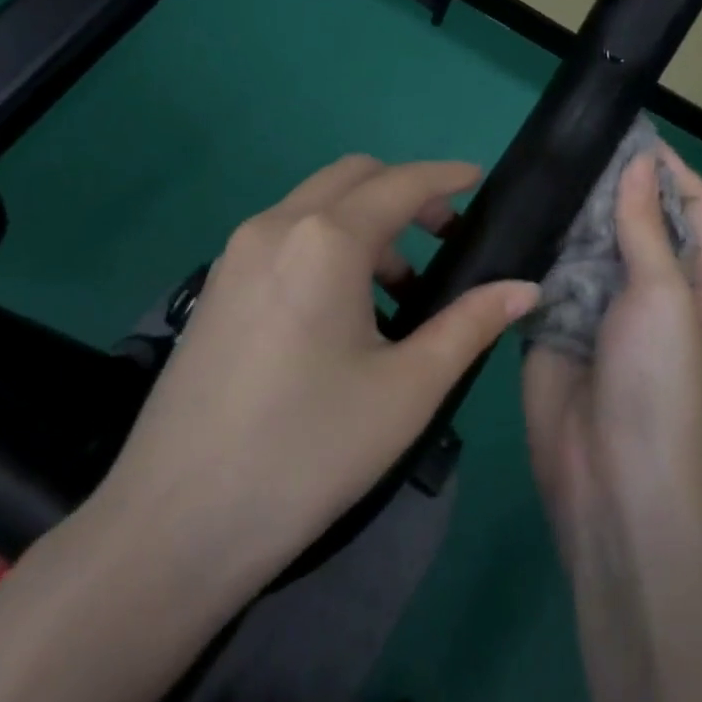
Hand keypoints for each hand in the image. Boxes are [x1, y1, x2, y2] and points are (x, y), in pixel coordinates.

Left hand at [85, 155, 540, 599]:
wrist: (176, 524)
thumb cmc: (309, 450)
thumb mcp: (408, 389)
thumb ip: (471, 324)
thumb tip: (525, 288)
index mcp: (325, 240)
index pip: (400, 183)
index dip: (446, 177)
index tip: (479, 180)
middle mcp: (274, 227)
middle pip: (353, 177)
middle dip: (405, 192)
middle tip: (446, 237)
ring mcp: (236, 254)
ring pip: (315, 205)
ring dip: (366, 222)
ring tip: (401, 290)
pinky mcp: (217, 286)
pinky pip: (285, 236)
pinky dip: (328, 244)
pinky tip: (345, 311)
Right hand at [522, 144, 701, 566]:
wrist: (610, 474)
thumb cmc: (656, 380)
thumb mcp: (664, 295)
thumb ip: (645, 227)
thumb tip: (640, 161)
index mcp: (694, 276)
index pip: (691, 204)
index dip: (668, 167)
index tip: (627, 133)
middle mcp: (648, 284)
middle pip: (632, 217)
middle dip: (608, 183)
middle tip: (567, 147)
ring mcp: (598, 303)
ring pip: (584, 241)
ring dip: (567, 213)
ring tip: (534, 172)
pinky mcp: (553, 322)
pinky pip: (545, 274)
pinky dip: (534, 248)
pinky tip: (512, 218)